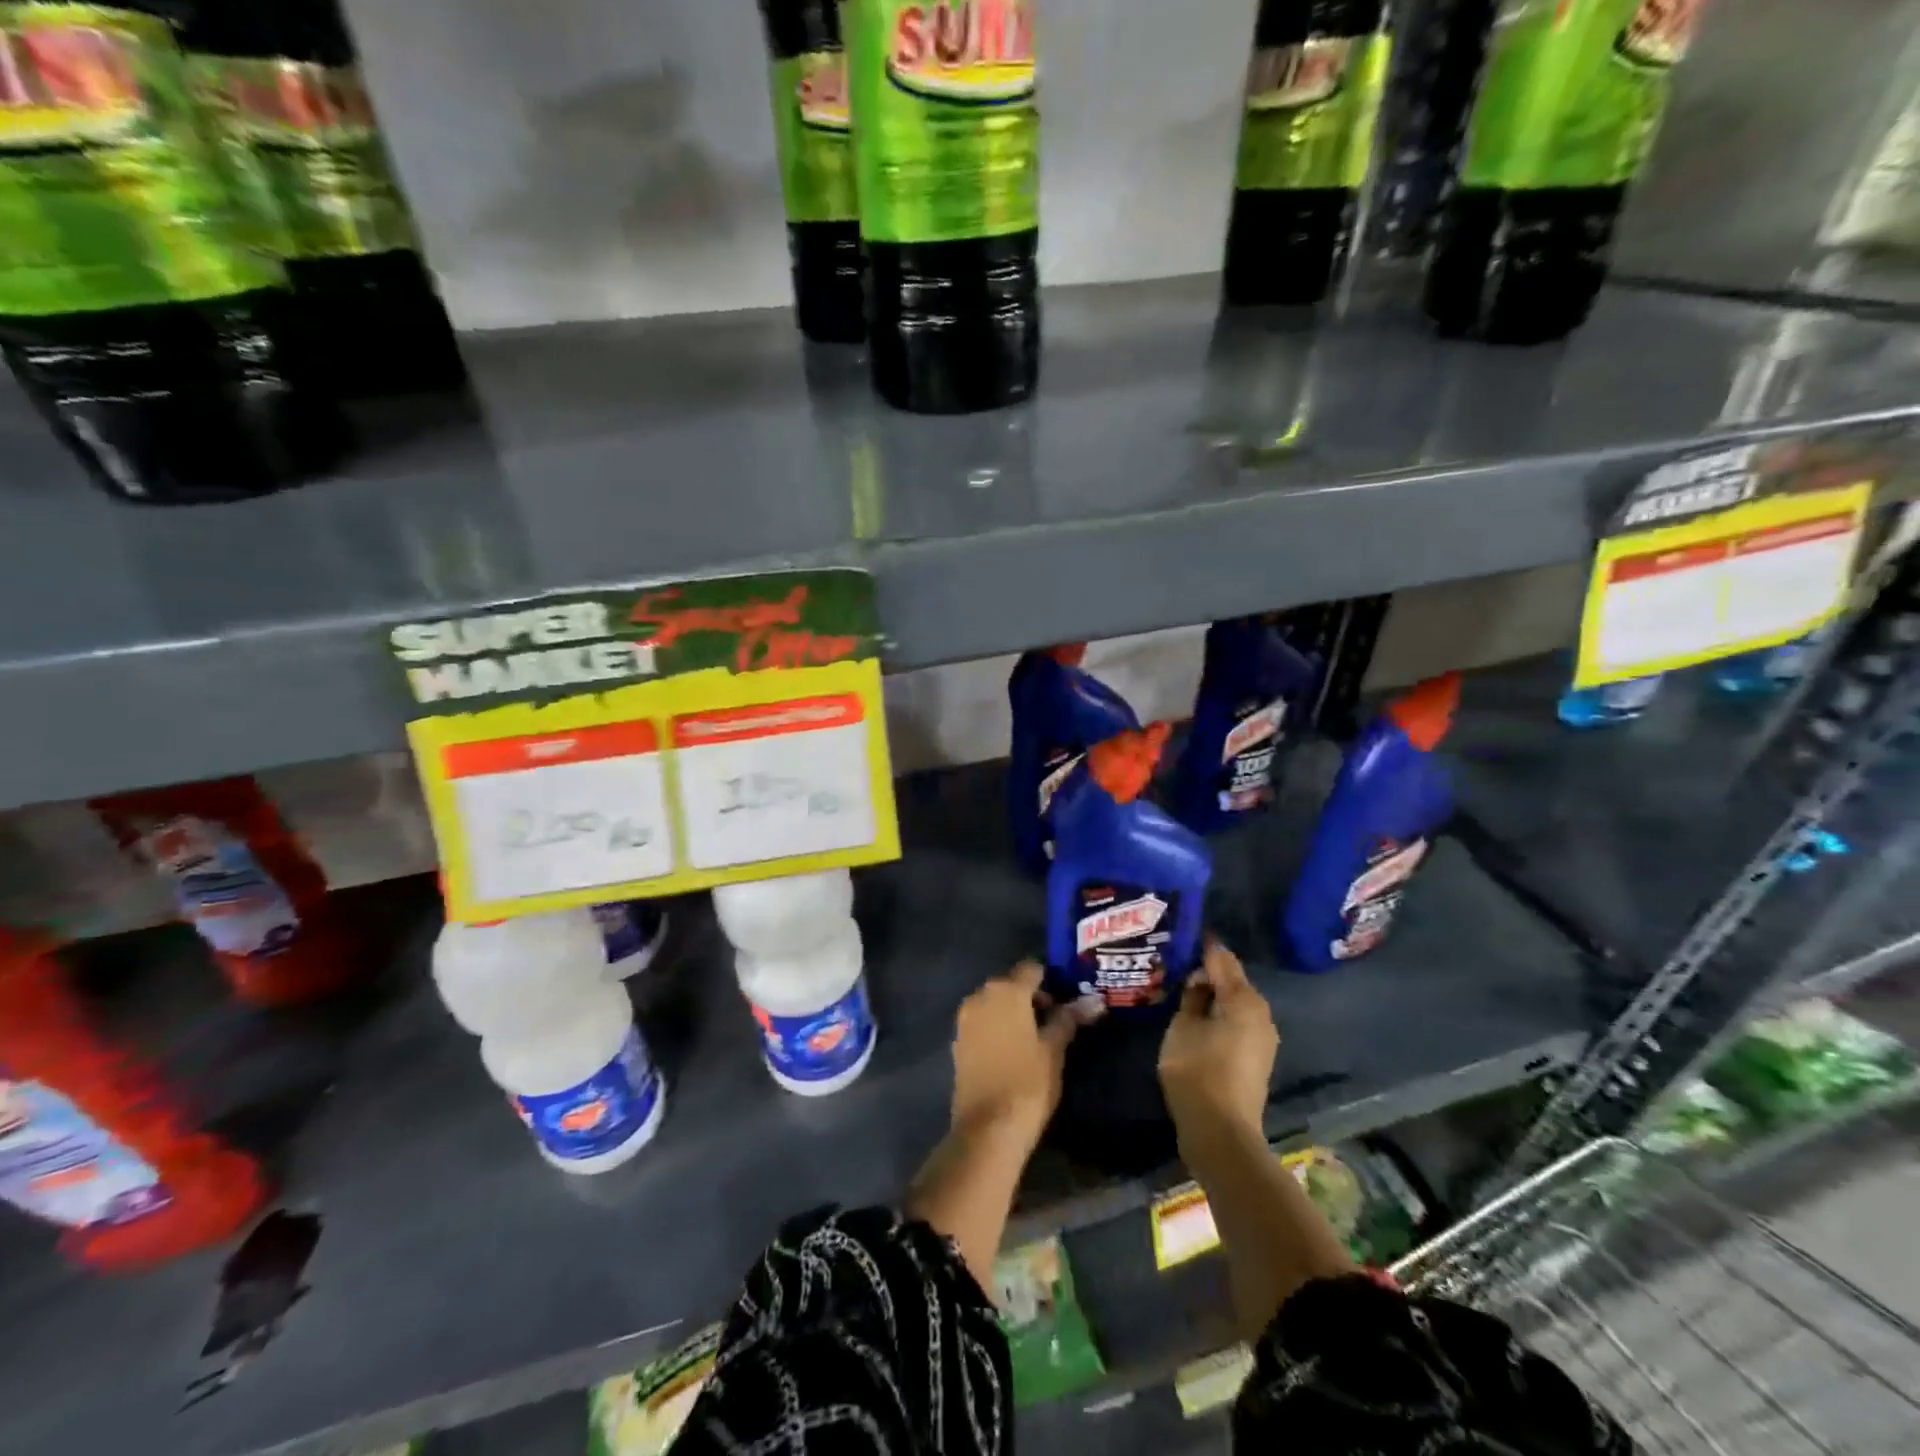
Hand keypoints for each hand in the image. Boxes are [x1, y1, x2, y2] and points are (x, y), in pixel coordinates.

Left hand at [950, 961, 1076, 1149]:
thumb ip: (1069, 1019)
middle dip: (1032, 997)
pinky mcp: (958, 1041)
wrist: (987, 1129)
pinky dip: (998, 1027)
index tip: (1067, 1001)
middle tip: (1056, 1022)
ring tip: (1037, 1039)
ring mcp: (965, 1018)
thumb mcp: (1054, 1049)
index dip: (1052, 981)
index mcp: (1006, 990)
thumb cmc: (1028, 1083)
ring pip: (995, 1003)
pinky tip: (1014, 1051)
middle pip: (1011, 983)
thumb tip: (1093, 1000)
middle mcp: (980, 995)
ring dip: (1014, 1012)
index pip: (1032, 968)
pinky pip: (983, 1022)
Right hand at [1159, 938, 1276, 1151]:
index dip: (1203, 946)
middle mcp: (1261, 1013)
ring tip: (1184, 990)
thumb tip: (1199, 980)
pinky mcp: (1257, 1058)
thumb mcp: (1183, 1026)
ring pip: (1236, 1003)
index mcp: (1244, 999)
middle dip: (1208, 972)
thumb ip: (1192, 997)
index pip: (1222, 959)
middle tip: (1178, 964)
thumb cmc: (1197, 1070)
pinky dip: (1220, 1016)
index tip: (1184, 934)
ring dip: (1214, 996)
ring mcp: (1263, 1038)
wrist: (1221, 1132)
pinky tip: (1198, 1018)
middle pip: (1233, 981)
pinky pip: (1237, 1023)